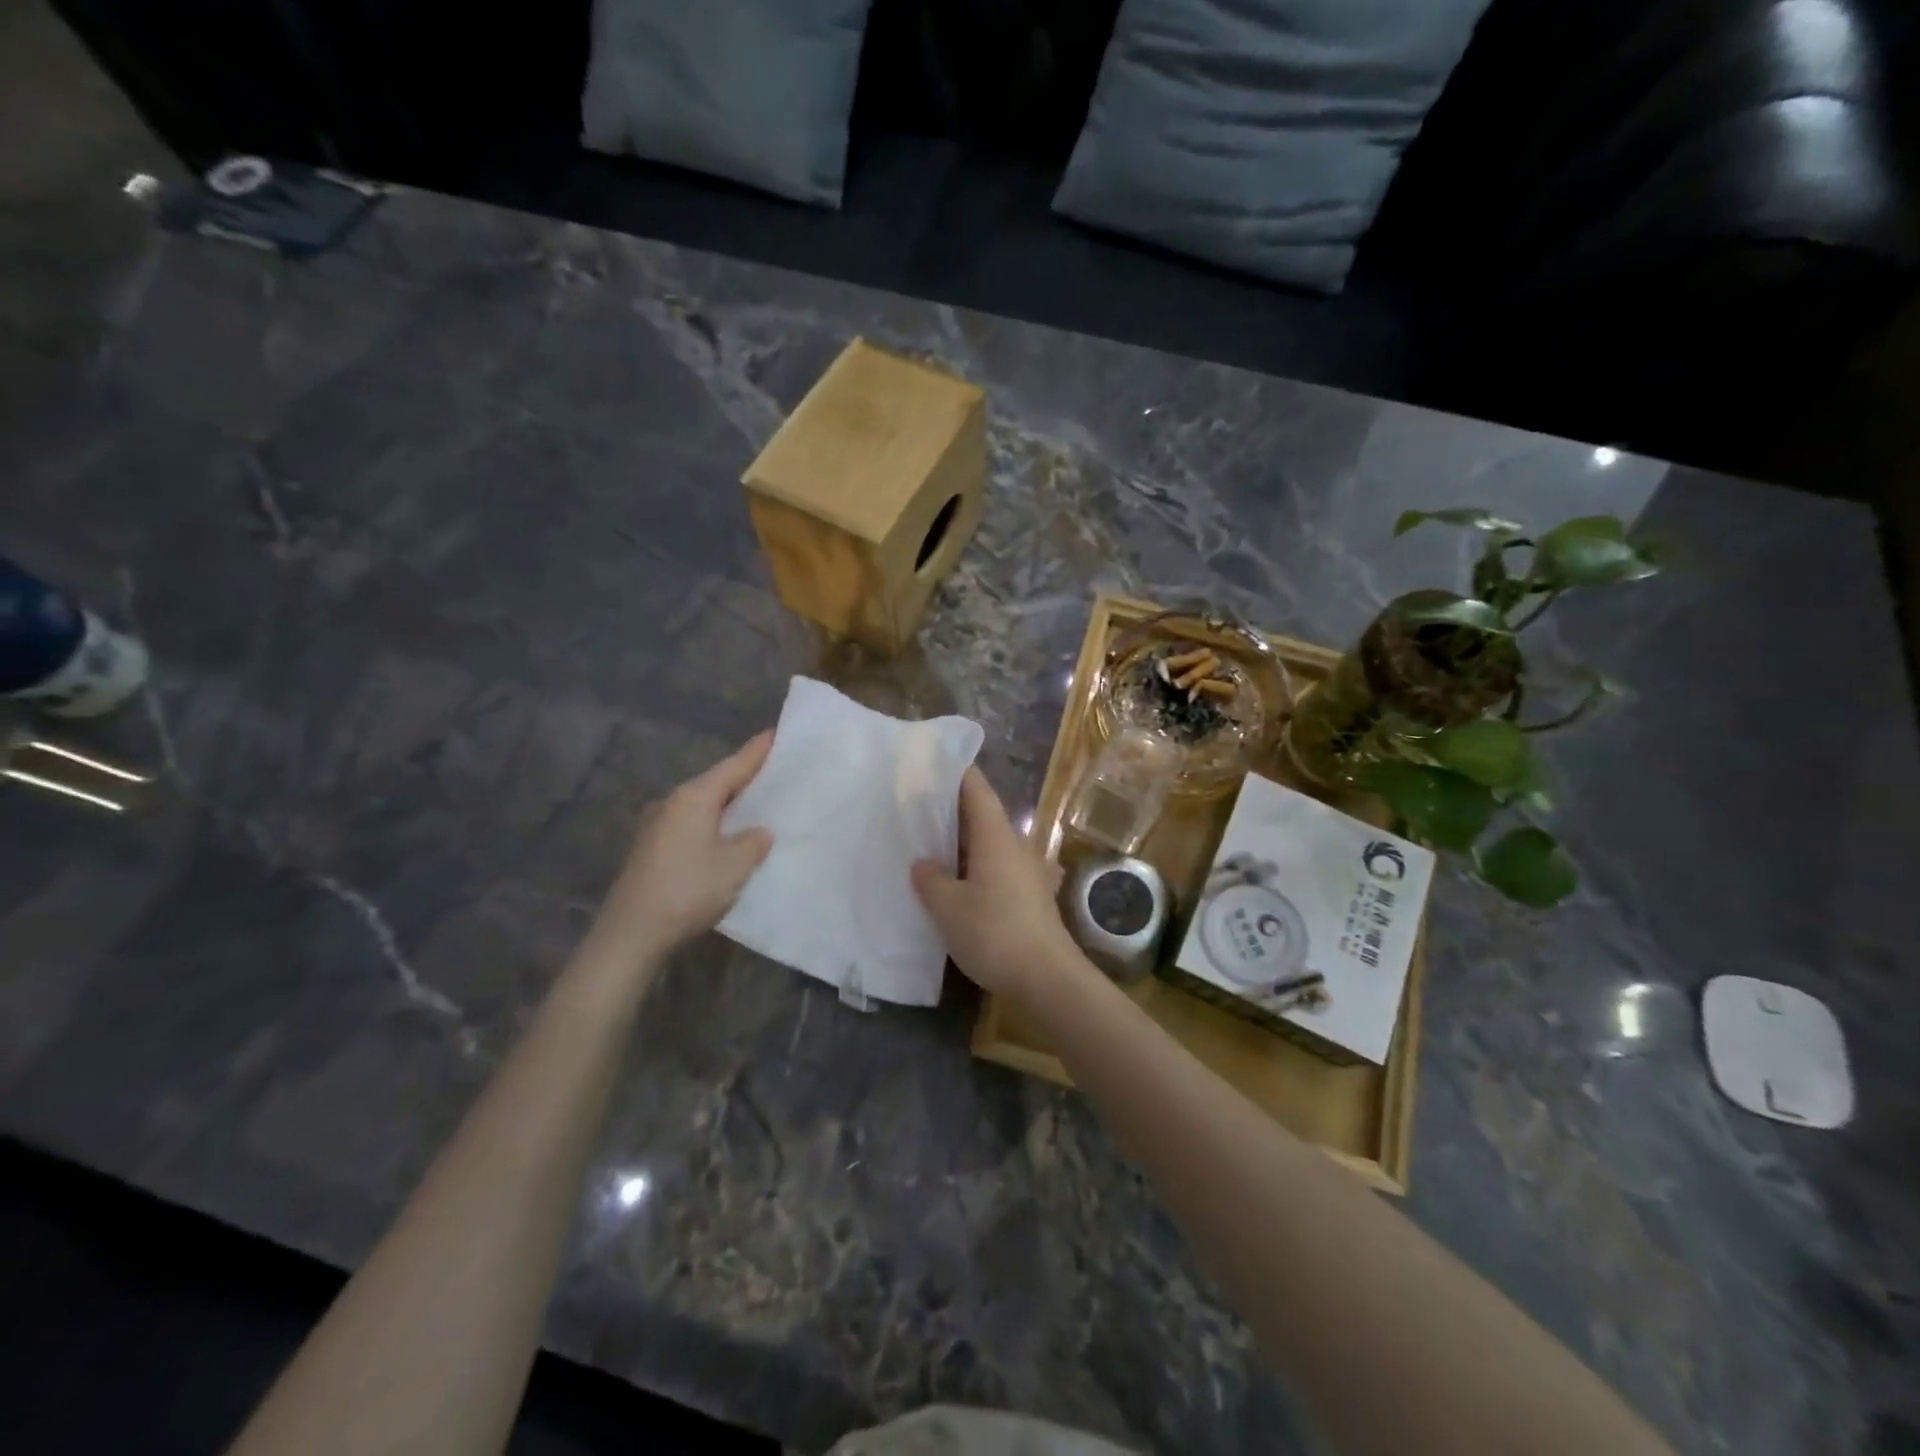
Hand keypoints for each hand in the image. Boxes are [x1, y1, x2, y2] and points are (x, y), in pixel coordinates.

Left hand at [596, 732, 773, 960]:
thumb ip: (753, 842)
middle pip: (715, 782)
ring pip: (701, 804)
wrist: (630, 935)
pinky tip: (725, 834)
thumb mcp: (734, 866)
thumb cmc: (687, 891)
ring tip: (755, 802)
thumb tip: (758, 831)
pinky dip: (712, 822)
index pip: (733, 766)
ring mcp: (656, 826)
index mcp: (693, 798)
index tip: (776, 732)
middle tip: (774, 769)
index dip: (757, 752)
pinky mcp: (650, 848)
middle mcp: (672, 803)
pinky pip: (690, 823)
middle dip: (743, 776)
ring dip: (727, 803)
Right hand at [911, 768, 1086, 1000]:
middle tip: (917, 813)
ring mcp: (1030, 870)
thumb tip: (924, 864)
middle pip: (983, 815)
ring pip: (993, 844)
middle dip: (952, 812)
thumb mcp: (949, 908)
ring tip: (934, 849)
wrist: (1047, 978)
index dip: (955, 774)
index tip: (930, 767)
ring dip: (966, 843)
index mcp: (997, 836)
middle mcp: (1017, 845)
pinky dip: (981, 868)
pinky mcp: (1034, 896)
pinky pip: (1002, 868)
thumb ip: (931, 880)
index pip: (976, 789)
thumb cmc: (994, 933)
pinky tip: (964, 885)